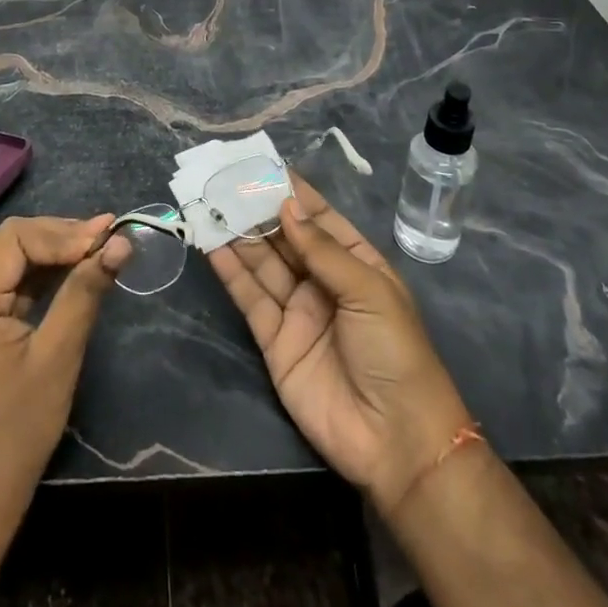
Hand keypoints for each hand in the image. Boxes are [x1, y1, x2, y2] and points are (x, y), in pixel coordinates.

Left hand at [0, 214, 131, 527]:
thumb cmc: (17, 430)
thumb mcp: (57, 357)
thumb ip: (84, 293)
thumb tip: (119, 244)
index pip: (14, 239)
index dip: (61, 233)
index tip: (106, 236)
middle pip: (7, 242)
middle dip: (57, 235)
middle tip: (104, 237)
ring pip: (5, 259)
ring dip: (48, 250)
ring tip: (94, 248)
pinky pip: (3, 284)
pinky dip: (36, 273)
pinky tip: (69, 274)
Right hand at [209, 176, 473, 516]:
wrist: (396, 441)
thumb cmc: (395, 352)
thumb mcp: (367, 291)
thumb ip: (322, 249)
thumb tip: (287, 206)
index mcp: (356, 265)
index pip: (320, 219)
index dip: (294, 194)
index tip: (263, 165)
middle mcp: (324, 282)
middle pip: (286, 238)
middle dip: (259, 211)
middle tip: (226, 181)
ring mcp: (298, 311)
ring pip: (263, 264)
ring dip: (239, 235)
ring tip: (211, 204)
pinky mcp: (275, 341)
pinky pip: (250, 299)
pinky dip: (231, 272)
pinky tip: (212, 246)